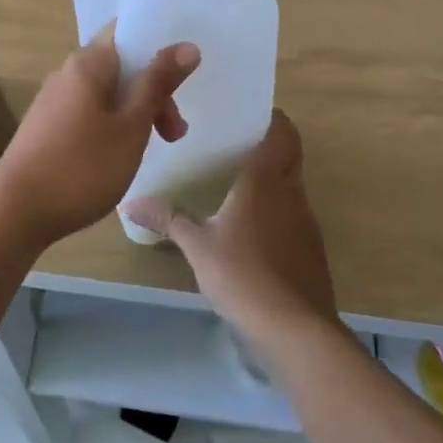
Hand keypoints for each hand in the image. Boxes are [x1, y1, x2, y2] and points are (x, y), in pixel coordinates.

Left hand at [0, 29, 200, 250]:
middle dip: (153, 95)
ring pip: (107, 95)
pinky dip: (111, 128)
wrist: (15, 211)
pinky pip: (89, 114)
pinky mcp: (46, 127)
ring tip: (148, 151)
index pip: (130, 35)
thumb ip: (158, 84)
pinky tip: (116, 158)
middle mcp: (68, 72)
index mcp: (88, 62)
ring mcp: (53, 100)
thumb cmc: (82, 166)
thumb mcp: (131, 126)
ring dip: (135, 115)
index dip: (160, 53)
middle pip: (122, 68)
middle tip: (174, 135)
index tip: (182, 86)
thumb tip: (187, 45)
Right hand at [124, 111, 337, 349]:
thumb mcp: (197, 246)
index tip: (248, 113)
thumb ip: (168, 220)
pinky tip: (250, 229)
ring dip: (272, 179)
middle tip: (233, 144)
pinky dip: (276, 211)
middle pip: (289, 155)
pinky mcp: (311, 249)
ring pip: (292, 185)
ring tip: (236, 183)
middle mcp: (291, 192)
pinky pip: (293, 215)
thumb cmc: (243, 274)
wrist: (295, 329)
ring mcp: (306, 222)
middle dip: (269, 145)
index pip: (282, 132)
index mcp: (266, 180)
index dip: (272, 118)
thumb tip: (131, 203)